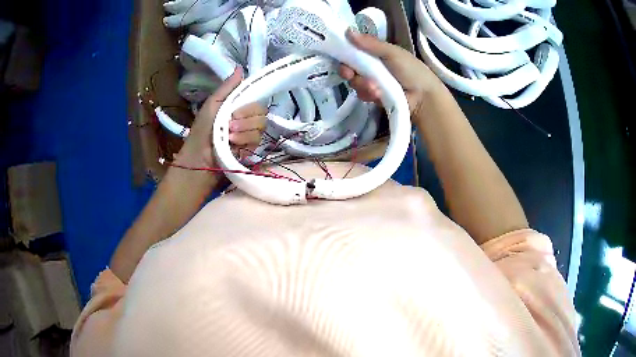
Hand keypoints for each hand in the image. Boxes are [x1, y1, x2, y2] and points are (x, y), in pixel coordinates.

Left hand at [175, 67, 266, 168]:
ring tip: (228, 137)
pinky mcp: (251, 150)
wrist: (199, 158)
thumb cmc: (202, 130)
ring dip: (243, 131)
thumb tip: (240, 67)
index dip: (249, 106)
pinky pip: (257, 141)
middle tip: (230, 125)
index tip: (234, 111)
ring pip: (260, 127)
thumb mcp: (212, 104)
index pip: (257, 101)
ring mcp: (249, 135)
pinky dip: (244, 142)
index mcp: (238, 108)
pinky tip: (233, 146)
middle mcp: (246, 120)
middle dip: (245, 119)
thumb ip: (227, 88)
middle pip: (262, 114)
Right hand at [338, 29, 443, 117]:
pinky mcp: (374, 97)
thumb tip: (348, 31)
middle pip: (350, 69)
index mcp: (376, 53)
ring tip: (376, 88)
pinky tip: (379, 95)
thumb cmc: (411, 70)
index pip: (354, 52)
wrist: (424, 97)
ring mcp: (372, 83)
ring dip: (362, 85)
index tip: (340, 57)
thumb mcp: (392, 53)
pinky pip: (362, 95)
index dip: (345, 54)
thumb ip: (371, 44)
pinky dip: (369, 95)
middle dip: (348, 72)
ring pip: (355, 83)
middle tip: (349, 75)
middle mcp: (371, 67)